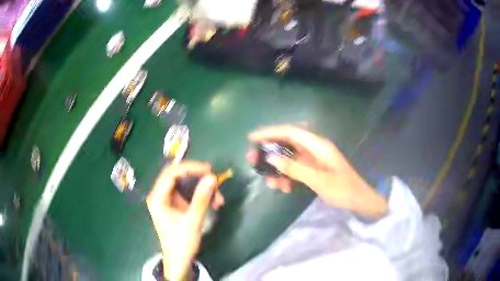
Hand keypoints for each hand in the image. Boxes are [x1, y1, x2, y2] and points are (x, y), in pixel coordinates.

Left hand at [146, 161, 223, 280]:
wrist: (179, 260)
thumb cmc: (181, 242)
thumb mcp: (192, 220)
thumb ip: (201, 198)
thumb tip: (212, 177)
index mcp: (158, 197)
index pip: (172, 173)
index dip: (190, 168)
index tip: (209, 170)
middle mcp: (161, 195)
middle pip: (179, 176)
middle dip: (198, 178)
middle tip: (215, 181)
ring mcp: (168, 200)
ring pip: (186, 185)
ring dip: (203, 189)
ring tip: (219, 199)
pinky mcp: (176, 205)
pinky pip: (189, 194)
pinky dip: (201, 196)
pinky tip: (214, 203)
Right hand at [247, 125, 387, 218]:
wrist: (359, 200)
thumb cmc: (343, 188)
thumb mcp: (319, 179)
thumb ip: (295, 168)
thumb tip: (271, 157)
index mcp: (318, 146)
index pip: (291, 132)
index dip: (271, 132)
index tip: (253, 138)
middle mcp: (314, 149)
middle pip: (287, 144)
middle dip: (269, 151)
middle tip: (252, 159)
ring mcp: (314, 161)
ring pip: (290, 160)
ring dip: (277, 168)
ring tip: (267, 180)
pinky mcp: (313, 171)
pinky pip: (296, 171)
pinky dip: (287, 177)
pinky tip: (282, 187)